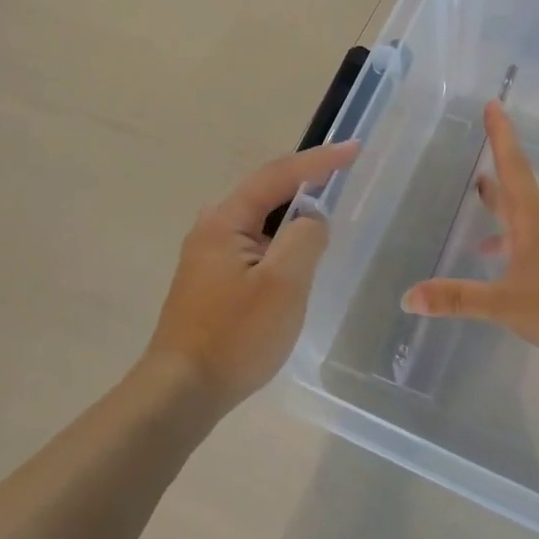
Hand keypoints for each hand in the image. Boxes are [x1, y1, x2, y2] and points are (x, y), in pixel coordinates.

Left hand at [145, 140, 360, 409]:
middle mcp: (211, 228)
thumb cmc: (236, 335)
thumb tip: (312, 218)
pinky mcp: (211, 279)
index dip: (320, 160)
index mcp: (225, 220)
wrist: (183, 389)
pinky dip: (280, 240)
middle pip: (266, 192)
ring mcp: (207, 255)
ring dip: (293, 214)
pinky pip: (253, 244)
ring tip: (326, 214)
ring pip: (260, 220)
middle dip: (305, 181)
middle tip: (343, 175)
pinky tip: (295, 257)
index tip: (355, 149)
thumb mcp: (283, 284)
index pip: (278, 175)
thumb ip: (305, 238)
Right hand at [401, 102, 538, 357]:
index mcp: (533, 221)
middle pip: (520, 198)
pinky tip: (527, 281)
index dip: (500, 136)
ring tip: (488, 248)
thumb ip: (457, 300)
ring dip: (511, 232)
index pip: (512, 167)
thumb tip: (409, 297)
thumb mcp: (503, 305)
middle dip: (497, 190)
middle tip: (480, 180)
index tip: (494, 104)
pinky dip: (531, 255)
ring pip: (536, 228)